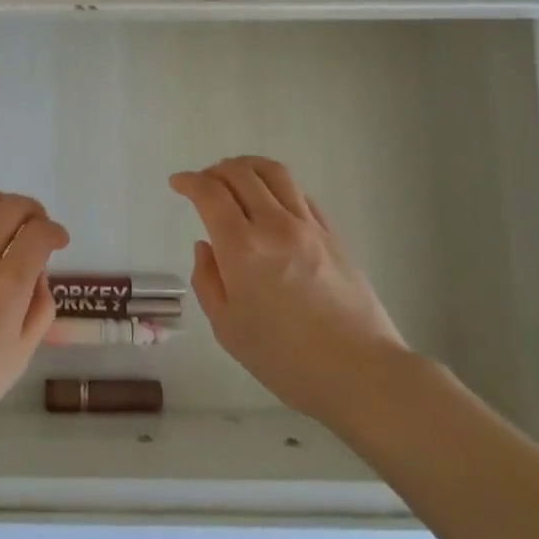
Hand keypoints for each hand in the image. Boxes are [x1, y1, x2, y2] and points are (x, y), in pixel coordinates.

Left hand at [0, 191, 67, 455]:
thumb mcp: (20, 354)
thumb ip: (39, 307)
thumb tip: (37, 274)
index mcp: (6, 284)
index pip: (38, 232)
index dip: (55, 231)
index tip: (59, 241)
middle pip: (9, 206)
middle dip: (32, 209)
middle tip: (37, 226)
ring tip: (4, 222)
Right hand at [171, 156, 407, 424]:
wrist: (361, 372)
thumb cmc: (286, 360)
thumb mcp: (228, 329)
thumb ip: (207, 281)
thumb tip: (206, 247)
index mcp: (242, 249)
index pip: (210, 193)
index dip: (189, 181)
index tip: (177, 183)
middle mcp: (274, 225)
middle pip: (240, 173)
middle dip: (214, 170)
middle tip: (203, 182)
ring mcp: (308, 226)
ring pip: (274, 172)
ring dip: (246, 166)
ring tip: (235, 177)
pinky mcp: (332, 234)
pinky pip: (299, 194)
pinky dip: (276, 187)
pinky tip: (271, 201)